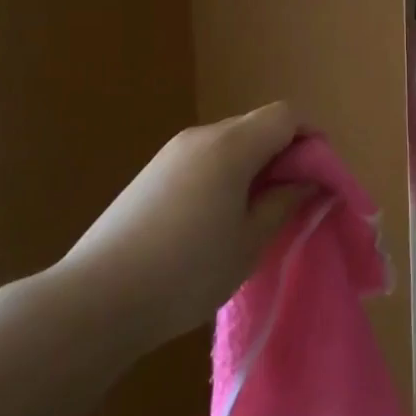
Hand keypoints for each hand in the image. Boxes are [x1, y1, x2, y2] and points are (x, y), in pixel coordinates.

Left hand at [51, 103, 311, 348]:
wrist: (95, 300)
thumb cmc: (187, 272)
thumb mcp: (250, 242)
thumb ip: (285, 203)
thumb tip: (308, 182)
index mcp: (231, 146)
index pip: (286, 115)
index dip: (312, 138)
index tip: (320, 177)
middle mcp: (201, 136)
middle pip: (258, 126)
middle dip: (285, 154)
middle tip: (293, 200)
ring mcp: (171, 153)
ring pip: (230, 143)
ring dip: (254, 166)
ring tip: (255, 215)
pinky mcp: (150, 174)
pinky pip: (204, 159)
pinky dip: (225, 175)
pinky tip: (215, 220)